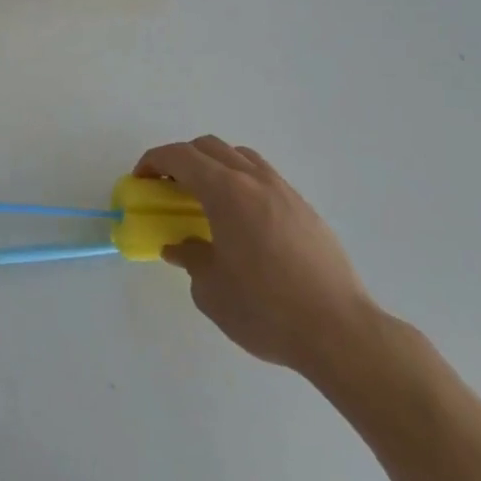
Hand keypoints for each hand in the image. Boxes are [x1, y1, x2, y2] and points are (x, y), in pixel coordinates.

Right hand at [138, 137, 376, 381]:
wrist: (340, 332)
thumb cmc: (265, 309)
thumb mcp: (210, 289)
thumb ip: (190, 258)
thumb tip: (181, 246)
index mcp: (226, 192)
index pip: (180, 156)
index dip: (153, 161)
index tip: (141, 181)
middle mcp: (255, 181)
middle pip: (210, 147)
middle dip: (181, 160)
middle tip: (168, 188)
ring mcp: (285, 192)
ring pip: (241, 158)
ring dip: (214, 167)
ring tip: (205, 200)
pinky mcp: (306, 211)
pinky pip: (265, 179)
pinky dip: (242, 184)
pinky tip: (241, 221)